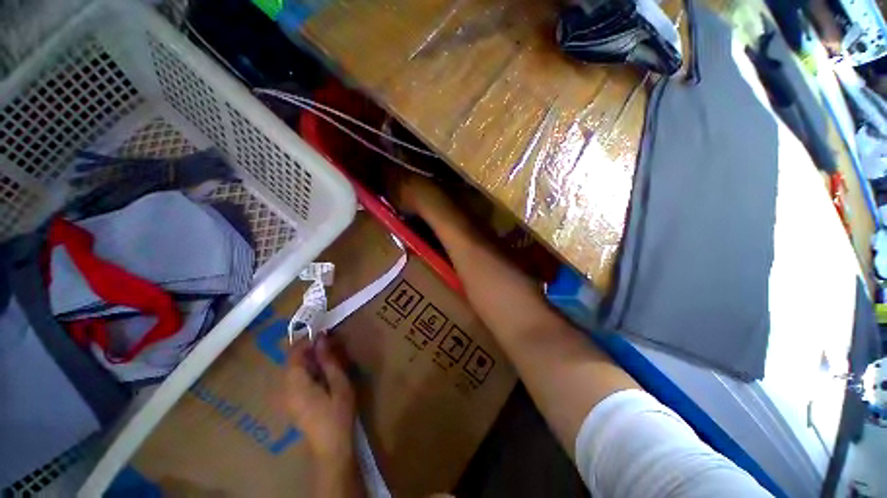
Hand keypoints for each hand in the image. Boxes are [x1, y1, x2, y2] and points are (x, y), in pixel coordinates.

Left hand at [285, 336, 355, 461]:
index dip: (307, 340)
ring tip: (328, 357)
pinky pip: (295, 379)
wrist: (331, 446)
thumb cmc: (338, 413)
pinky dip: (307, 370)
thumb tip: (322, 338)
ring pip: (293, 370)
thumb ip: (328, 360)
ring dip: (309, 359)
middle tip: (330, 344)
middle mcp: (285, 389)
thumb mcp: (339, 383)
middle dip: (309, 349)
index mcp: (296, 384)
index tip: (324, 334)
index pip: (294, 354)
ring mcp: (286, 398)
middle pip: (292, 361)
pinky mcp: (291, 403)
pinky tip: (322, 373)